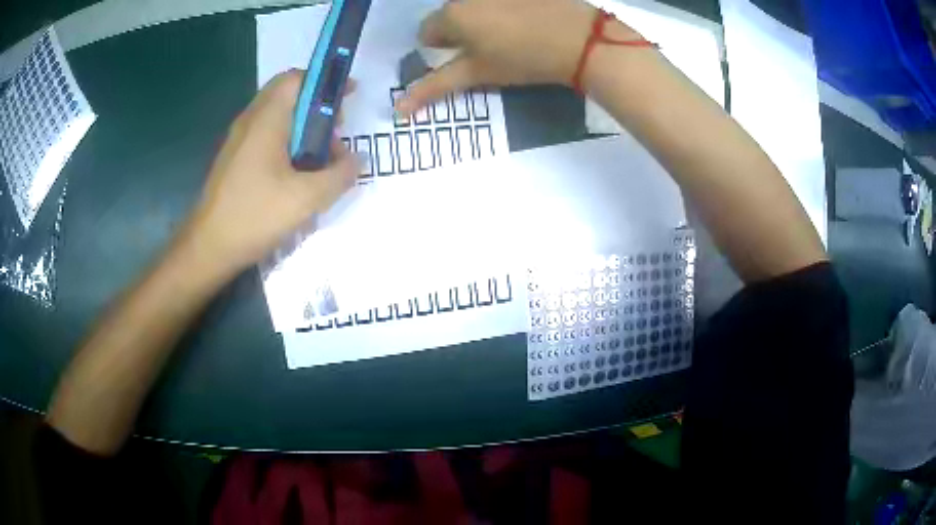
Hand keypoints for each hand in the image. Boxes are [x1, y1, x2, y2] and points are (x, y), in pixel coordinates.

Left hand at [181, 70, 357, 278]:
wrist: (207, 248)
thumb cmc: (254, 216)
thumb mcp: (306, 198)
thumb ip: (339, 175)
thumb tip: (358, 160)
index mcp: (266, 119)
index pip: (297, 78)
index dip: (326, 80)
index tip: (349, 96)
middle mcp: (250, 121)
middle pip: (288, 95)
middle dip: (318, 106)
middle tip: (337, 133)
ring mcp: (240, 141)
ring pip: (278, 117)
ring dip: (304, 127)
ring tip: (322, 159)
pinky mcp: (236, 159)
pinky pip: (267, 137)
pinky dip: (289, 143)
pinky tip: (298, 175)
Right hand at [396, 0, 606, 113]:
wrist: (579, 39)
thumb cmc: (522, 58)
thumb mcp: (477, 74)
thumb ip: (435, 87)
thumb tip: (398, 110)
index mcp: (451, 14)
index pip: (426, 33)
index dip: (442, 50)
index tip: (467, 60)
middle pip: (450, 16)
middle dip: (461, 32)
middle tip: (490, 49)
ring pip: (474, 6)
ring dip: (481, 18)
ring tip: (511, 34)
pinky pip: (497, 1)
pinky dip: (503, 8)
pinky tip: (526, 18)